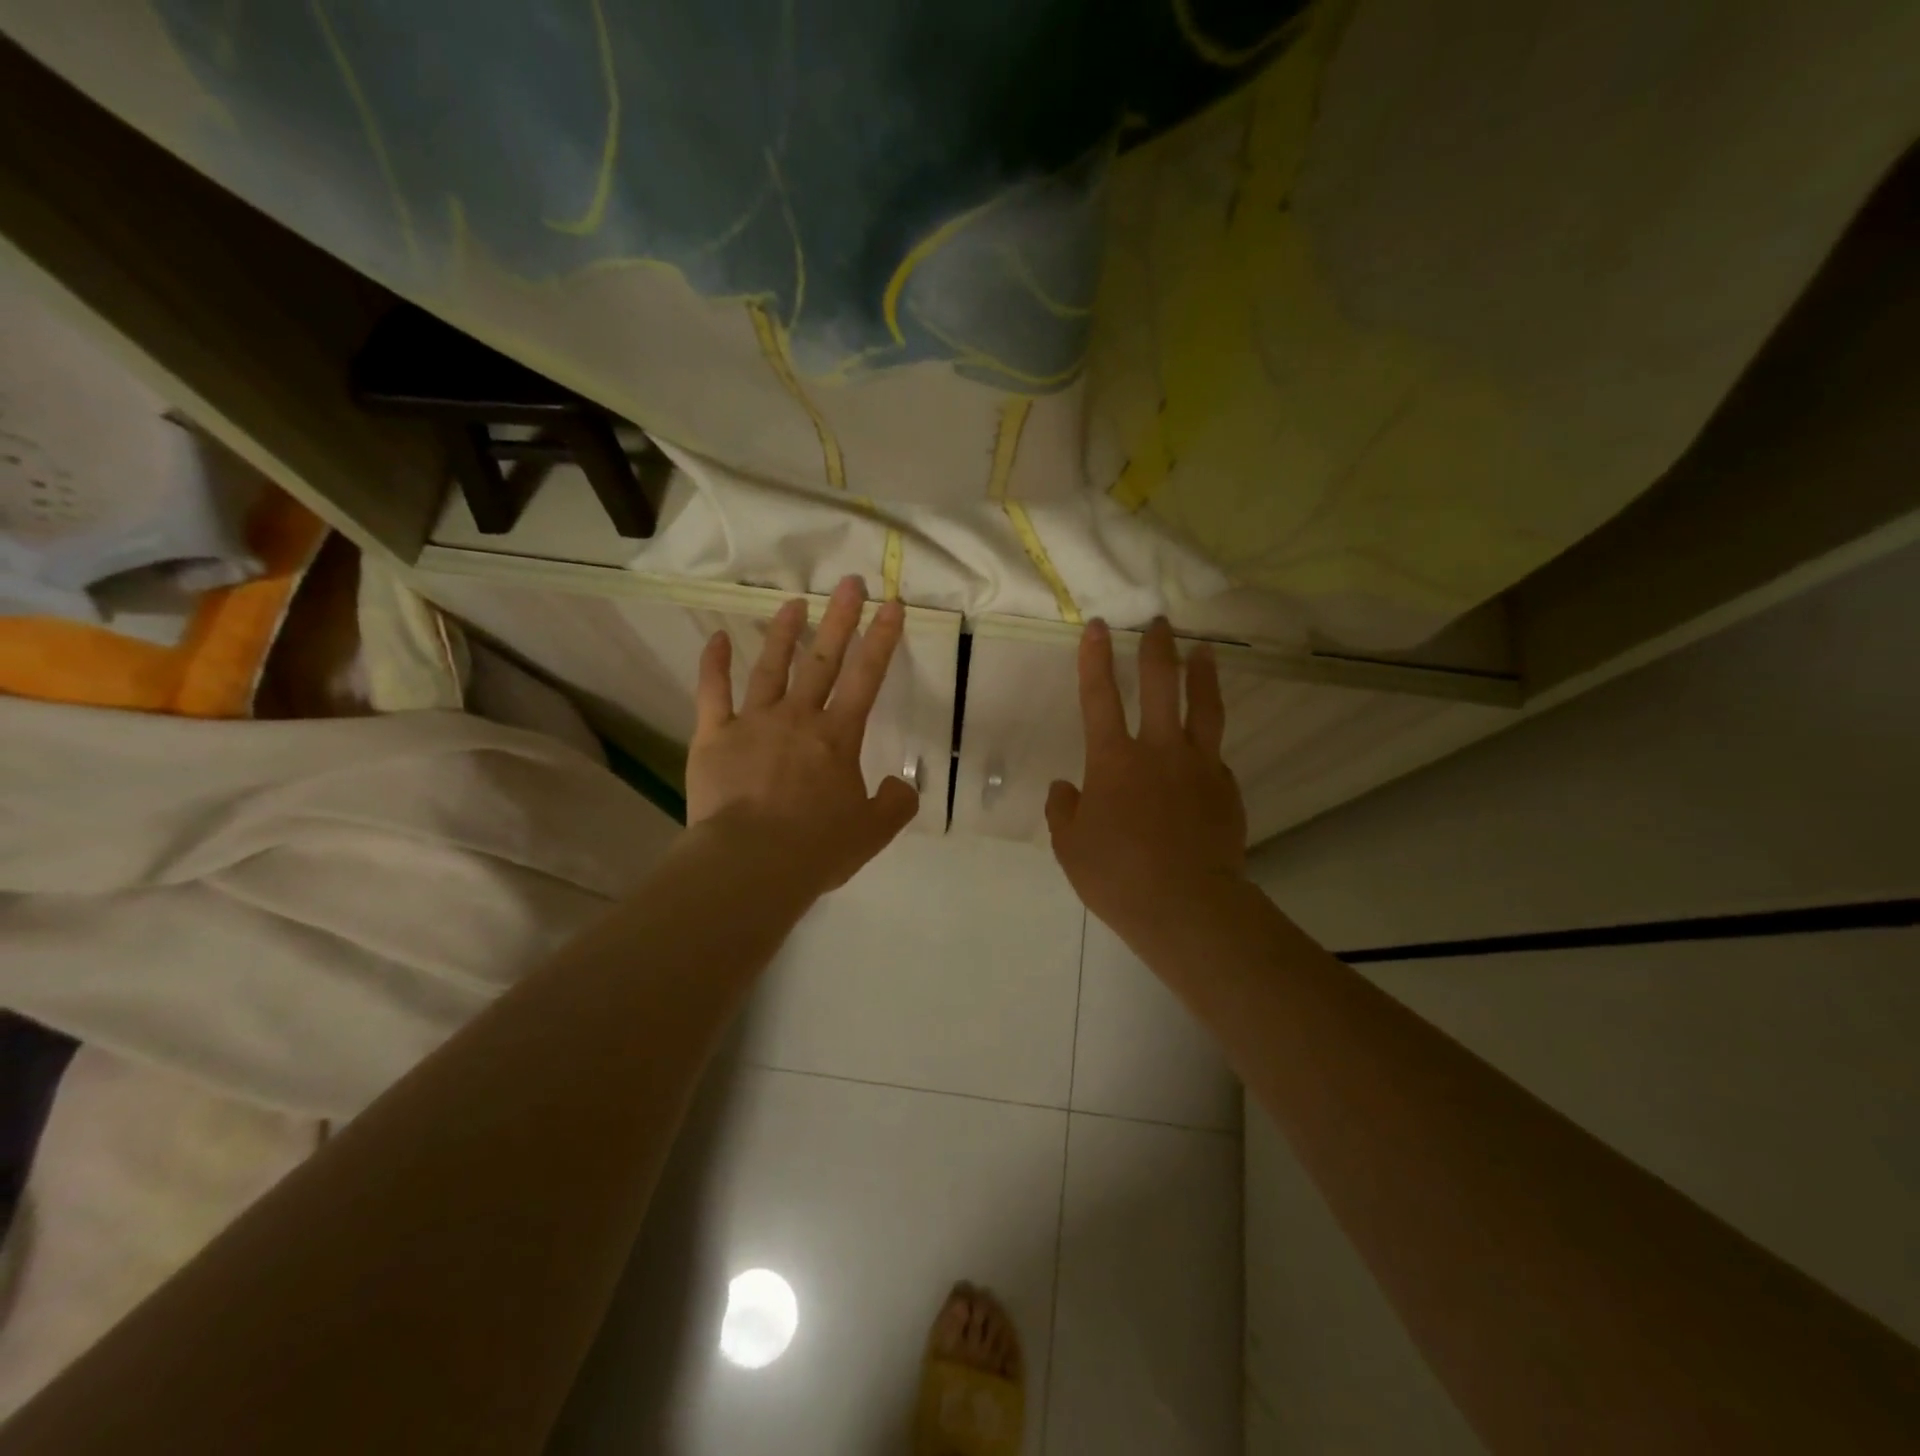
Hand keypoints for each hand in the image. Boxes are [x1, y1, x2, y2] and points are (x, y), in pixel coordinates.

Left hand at [687, 575, 918, 897]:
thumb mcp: (873, 832)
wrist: (751, 863)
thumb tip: (899, 784)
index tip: (891, 605)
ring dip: (783, 632)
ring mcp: (753, 722)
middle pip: (823, 659)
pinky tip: (716, 637)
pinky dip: (713, 663)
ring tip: (794, 603)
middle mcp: (798, 717)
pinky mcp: (714, 735)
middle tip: (850, 582)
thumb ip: (896, 803)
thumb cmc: (816, 847)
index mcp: (838, 737)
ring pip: (770, 666)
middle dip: (840, 618)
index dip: (882, 639)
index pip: (866, 677)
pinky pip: (712, 691)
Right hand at [1045, 618, 1247, 947]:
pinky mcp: (1226, 789)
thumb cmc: (1116, 875)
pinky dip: (1207, 747)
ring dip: (1202, 674)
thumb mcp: (1070, 845)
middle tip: (1161, 622)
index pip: (1099, 696)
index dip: (1095, 658)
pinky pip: (1215, 758)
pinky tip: (1205, 752)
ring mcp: (1198, 767)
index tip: (1099, 626)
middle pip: (1160, 685)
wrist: (1186, 905)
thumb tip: (1064, 788)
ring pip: (1202, 708)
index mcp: (1113, 759)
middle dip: (1157, 649)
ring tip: (1205, 650)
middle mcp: (1158, 750)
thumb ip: (1064, 809)